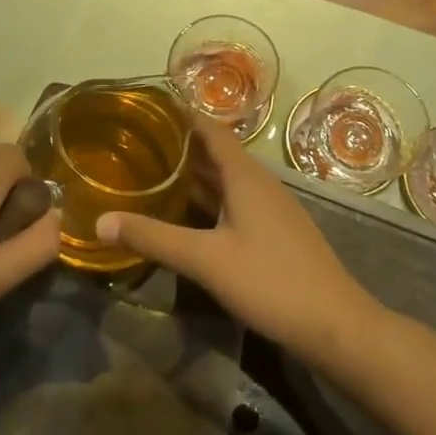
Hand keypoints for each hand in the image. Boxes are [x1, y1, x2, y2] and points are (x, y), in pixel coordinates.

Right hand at [95, 118, 381, 368]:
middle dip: (179, 147)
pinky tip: (186, 215)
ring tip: (152, 173)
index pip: (211, 129)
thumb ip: (153, 238)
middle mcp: (259, 183)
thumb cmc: (270, 281)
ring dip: (193, 175)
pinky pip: (235, 202)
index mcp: (245, 175)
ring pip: (226, 180)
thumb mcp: (205, 260)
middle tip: (136, 144)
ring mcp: (270, 208)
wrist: (335, 324)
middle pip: (216, 153)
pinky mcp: (275, 231)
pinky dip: (208, 200)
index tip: (147, 110)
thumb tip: (100, 221)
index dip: (182, 116)